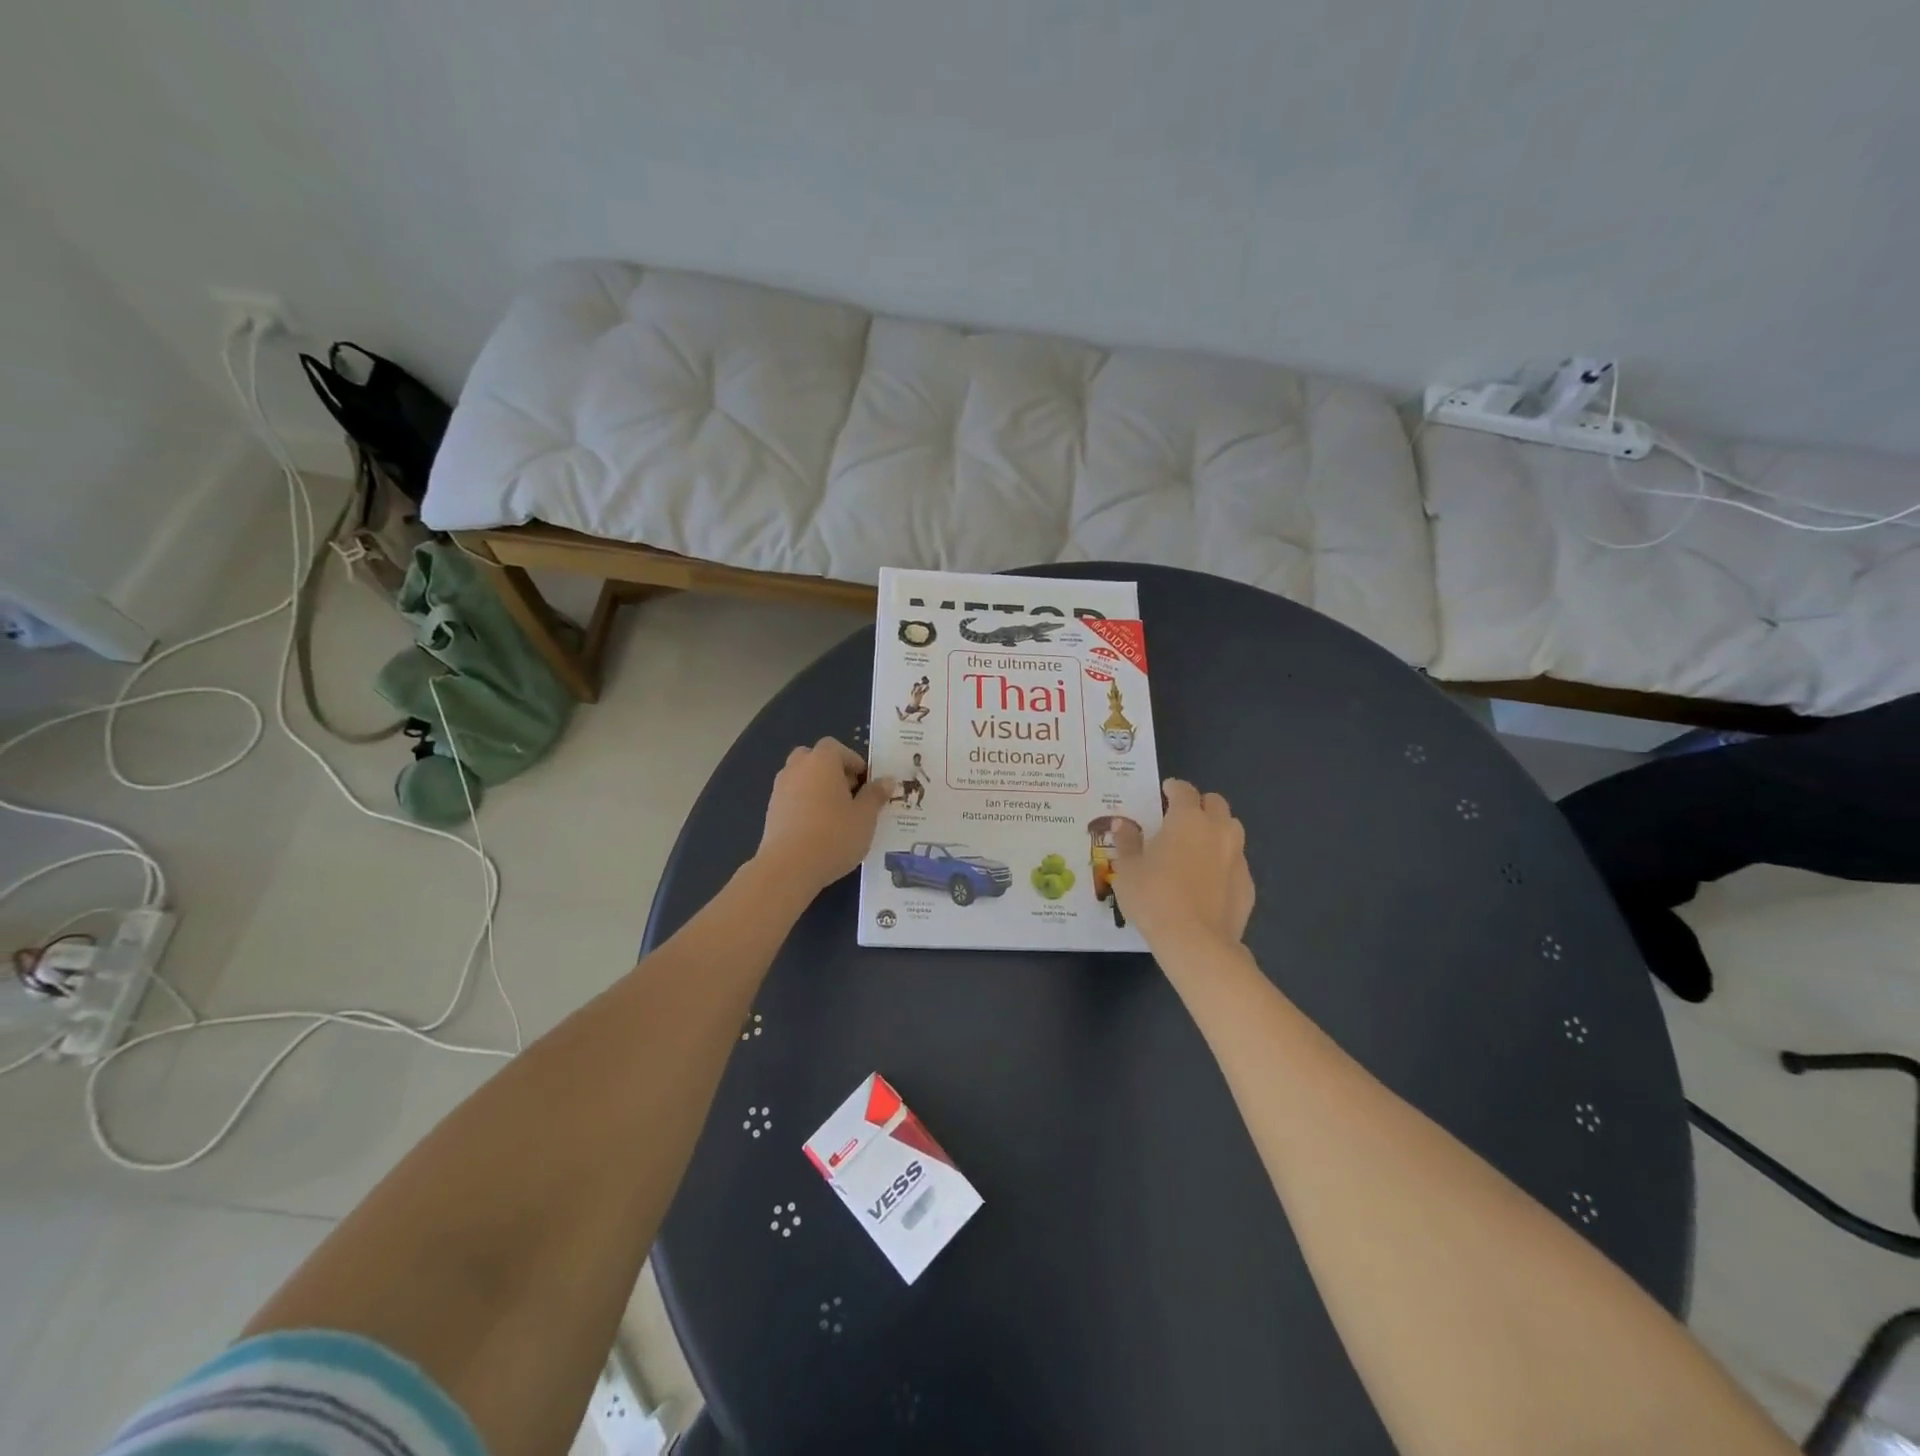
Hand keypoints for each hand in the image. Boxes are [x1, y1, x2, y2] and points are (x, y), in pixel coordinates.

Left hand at [755, 737, 892, 895]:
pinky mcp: (771, 812)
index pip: (836, 747)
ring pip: (801, 778)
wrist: (789, 867)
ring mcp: (780, 789)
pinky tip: (818, 829)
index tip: (866, 782)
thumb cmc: (834, 835)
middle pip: (814, 759)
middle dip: (832, 771)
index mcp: (822, 761)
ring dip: (817, 788)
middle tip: (850, 794)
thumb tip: (887, 780)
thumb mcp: (865, 816)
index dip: (853, 761)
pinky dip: (804, 805)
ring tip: (835, 814)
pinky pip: (792, 798)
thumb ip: (875, 795)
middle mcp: (797, 768)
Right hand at [1109, 779, 1253, 947]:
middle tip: (1181, 818)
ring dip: (1217, 830)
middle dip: (1200, 804)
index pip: (1184, 790)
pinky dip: (1224, 863)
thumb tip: (1123, 824)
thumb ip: (1127, 842)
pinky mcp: (1248, 885)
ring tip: (1198, 846)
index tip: (1164, 792)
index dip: (1173, 788)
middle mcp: (1217, 830)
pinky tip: (1208, 881)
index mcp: (1187, 819)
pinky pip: (1236, 863)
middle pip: (1215, 803)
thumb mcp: (1127, 869)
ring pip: (1232, 830)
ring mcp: (1237, 857)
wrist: (1196, 943)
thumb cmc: (1154, 898)